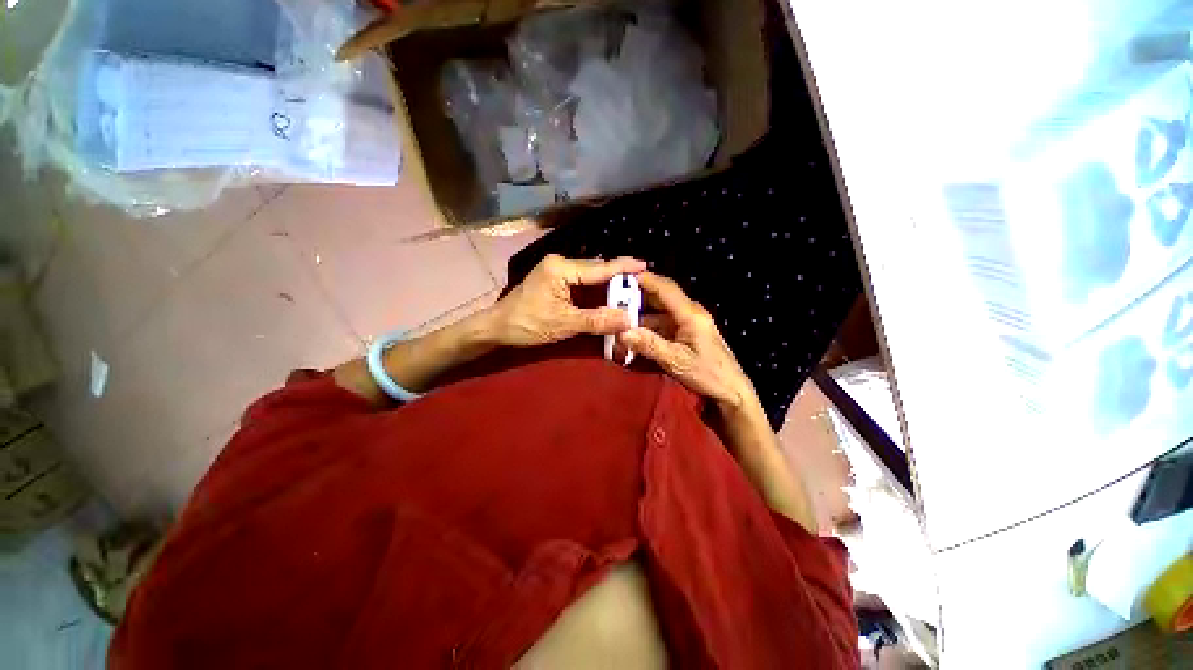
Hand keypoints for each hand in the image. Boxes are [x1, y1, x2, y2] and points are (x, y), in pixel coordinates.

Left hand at [489, 254, 646, 347]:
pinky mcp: (554, 280)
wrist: (497, 328)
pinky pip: (581, 282)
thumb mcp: (564, 324)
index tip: (646, 266)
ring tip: (629, 289)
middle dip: (618, 277)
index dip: (623, 268)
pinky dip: (595, 289)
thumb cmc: (527, 324)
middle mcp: (560, 263)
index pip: (599, 268)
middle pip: (595, 269)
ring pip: (589, 275)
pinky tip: (607, 295)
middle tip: (641, 285)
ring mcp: (556, 270)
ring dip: (607, 283)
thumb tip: (628, 320)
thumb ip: (597, 320)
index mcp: (561, 268)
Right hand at [618, 272, 758, 413]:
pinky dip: (648, 329)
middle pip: (661, 298)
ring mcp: (688, 323)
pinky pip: (663, 325)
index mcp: (691, 314)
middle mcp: (690, 313)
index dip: (646, 280)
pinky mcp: (686, 334)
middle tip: (614, 302)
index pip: (666, 289)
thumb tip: (623, 333)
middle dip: (638, 299)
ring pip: (659, 313)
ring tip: (621, 323)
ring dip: (641, 317)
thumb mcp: (676, 361)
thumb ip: (649, 345)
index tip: (623, 278)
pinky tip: (635, 336)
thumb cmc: (708, 374)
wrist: (730, 390)